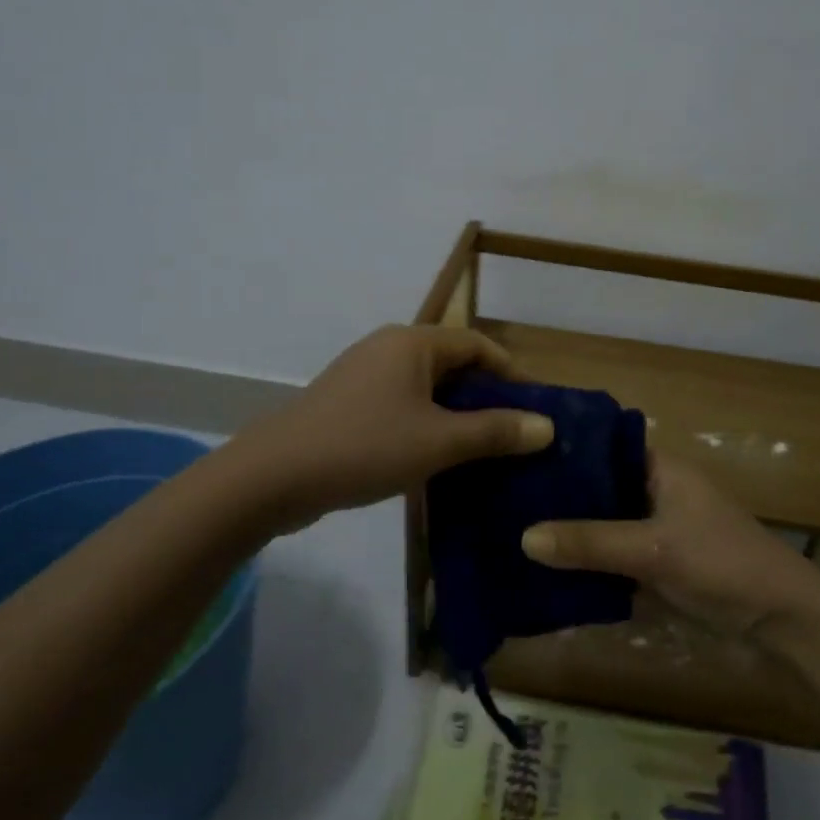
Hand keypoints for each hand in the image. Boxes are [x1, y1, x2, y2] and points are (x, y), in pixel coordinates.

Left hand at [243, 325, 553, 529]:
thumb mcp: (439, 442)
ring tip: (482, 452)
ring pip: (426, 389)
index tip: (535, 410)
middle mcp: (388, 348)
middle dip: (485, 398)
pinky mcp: (347, 404)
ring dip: (456, 416)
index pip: (478, 345)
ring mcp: (363, 375)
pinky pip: (401, 406)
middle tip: (513, 436)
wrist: (273, 477)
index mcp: (413, 343)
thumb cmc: (364, 447)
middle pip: (452, 365)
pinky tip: (435, 460)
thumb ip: (495, 432)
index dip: (510, 374)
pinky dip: (425, 425)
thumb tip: (546, 426)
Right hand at [521, 452, 819, 636]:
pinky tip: (549, 572)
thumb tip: (524, 537)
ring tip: (514, 533)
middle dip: (560, 498)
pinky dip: (589, 563)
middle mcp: (656, 492)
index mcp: (660, 469)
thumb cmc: (721, 564)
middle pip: (599, 488)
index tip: (517, 457)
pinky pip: (614, 557)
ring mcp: (657, 530)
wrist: (783, 620)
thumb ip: (591, 542)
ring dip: (572, 533)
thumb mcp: (652, 550)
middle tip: (505, 500)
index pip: (603, 447)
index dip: (565, 451)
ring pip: (604, 525)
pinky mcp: (659, 566)